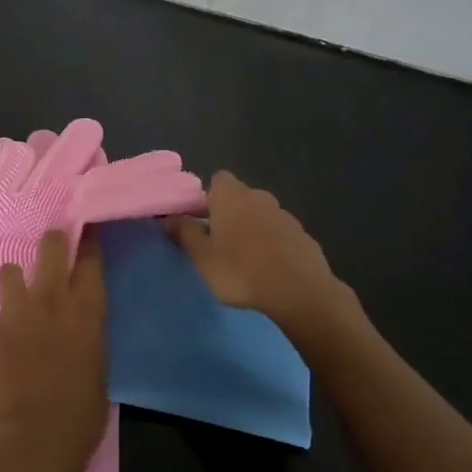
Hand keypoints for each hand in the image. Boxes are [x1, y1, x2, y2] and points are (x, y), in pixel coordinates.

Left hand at [0, 230, 108, 471]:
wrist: (34, 441)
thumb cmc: (81, 415)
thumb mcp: (98, 367)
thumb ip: (85, 336)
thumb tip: (74, 330)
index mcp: (87, 312)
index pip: (90, 259)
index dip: (88, 242)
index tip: (86, 234)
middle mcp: (51, 301)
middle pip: (50, 246)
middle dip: (51, 242)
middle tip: (50, 249)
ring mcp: (14, 313)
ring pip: (8, 271)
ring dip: (14, 284)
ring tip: (15, 306)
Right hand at [166, 171, 354, 347]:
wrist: (299, 292)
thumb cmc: (241, 271)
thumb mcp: (202, 256)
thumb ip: (184, 233)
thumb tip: (168, 217)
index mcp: (232, 196)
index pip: (217, 180)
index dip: (207, 198)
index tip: (200, 221)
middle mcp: (259, 196)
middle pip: (238, 197)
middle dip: (228, 215)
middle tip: (217, 244)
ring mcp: (284, 214)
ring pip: (259, 215)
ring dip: (250, 230)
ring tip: (243, 261)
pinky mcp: (302, 235)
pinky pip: (278, 233)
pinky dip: (270, 244)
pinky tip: (267, 269)